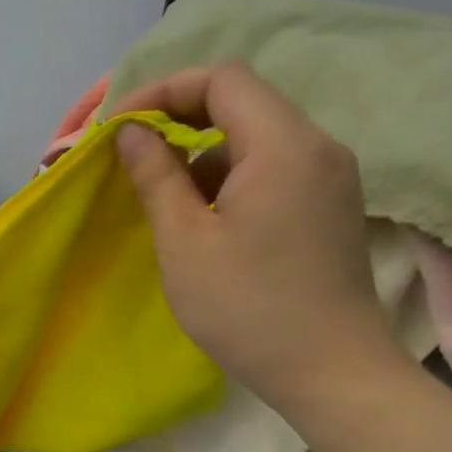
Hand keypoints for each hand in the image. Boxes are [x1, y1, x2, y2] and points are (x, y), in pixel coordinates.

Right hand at [113, 64, 402, 414]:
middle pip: (242, 101)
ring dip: (202, 153)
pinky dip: (230, 177)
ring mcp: (329, 176)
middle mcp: (316, 146)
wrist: (331, 372)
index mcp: (283, 145)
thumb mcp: (185, 242)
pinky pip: (273, 168)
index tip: (120, 129)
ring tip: (162, 194)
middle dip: (179, 119)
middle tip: (132, 155)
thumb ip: (156, 177)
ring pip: (256, 137)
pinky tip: (203, 218)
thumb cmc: (248, 309)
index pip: (221, 79)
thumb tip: (132, 133)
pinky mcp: (329, 206)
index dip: (163, 91)